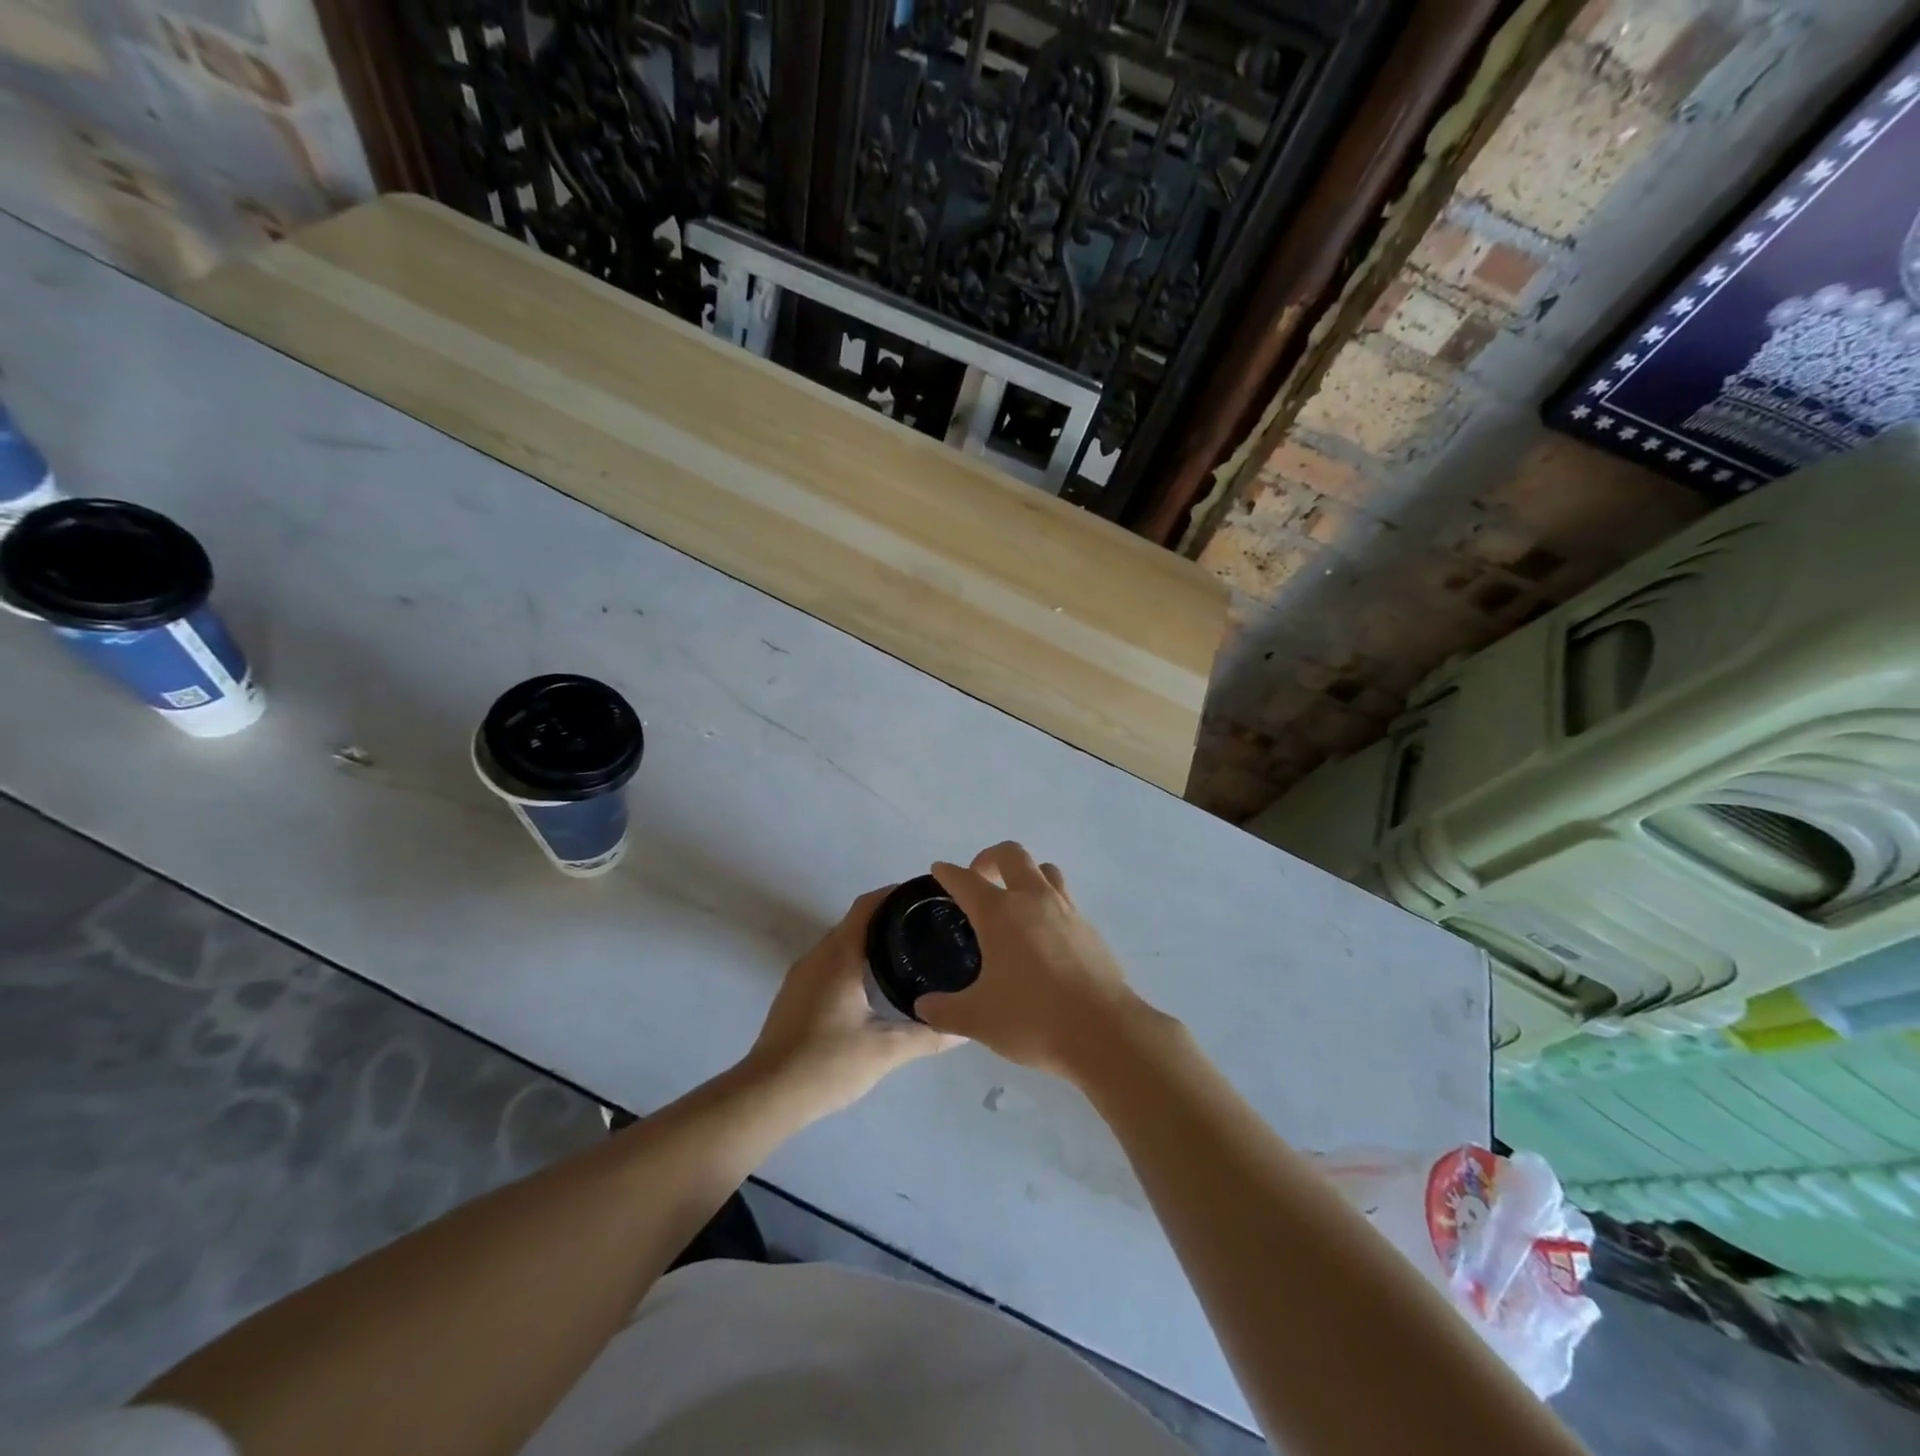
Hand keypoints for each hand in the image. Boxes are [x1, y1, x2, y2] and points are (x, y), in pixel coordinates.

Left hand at [742, 887, 959, 1121]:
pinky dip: (852, 962)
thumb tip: (965, 1031)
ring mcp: (801, 975)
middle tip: (925, 929)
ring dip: (868, 942)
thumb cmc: (827, 1063)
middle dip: (888, 919)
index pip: (868, 906)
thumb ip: (927, 1036)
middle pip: (855, 922)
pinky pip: (828, 963)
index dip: (895, 895)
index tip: (924, 897)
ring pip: (840, 944)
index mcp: (839, 956)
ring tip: (905, 954)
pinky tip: (872, 985)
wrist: (766, 1096)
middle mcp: (817, 956)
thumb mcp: (885, 1051)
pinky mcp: (793, 995)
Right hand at [917, 842, 1154, 1078]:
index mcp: (1000, 913)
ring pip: (1045, 870)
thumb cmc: (1032, 1018)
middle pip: (1011, 855)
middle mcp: (1033, 900)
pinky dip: (1048, 902)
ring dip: (1025, 874)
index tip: (939, 870)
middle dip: (989, 858)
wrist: (1103, 1032)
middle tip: (979, 880)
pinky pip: (1064, 899)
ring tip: (1014, 899)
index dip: (948, 873)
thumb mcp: (977, 1019)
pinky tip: (1042, 934)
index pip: (966, 880)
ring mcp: (1066, 910)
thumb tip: (922, 1006)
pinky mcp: (1089, 928)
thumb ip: (944, 1011)